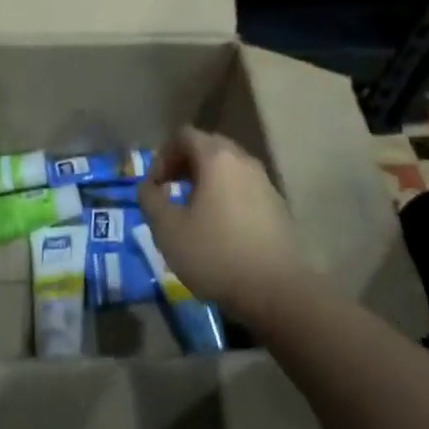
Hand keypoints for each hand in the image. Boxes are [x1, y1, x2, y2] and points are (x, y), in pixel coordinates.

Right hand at [138, 126, 310, 321]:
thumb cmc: (217, 254)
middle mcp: (243, 161)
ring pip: (228, 169)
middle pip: (208, 147)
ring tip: (194, 212)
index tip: (156, 187)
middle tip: (171, 192)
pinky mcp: (278, 207)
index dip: (163, 156)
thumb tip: (148, 187)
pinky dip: (227, 197)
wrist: (280, 293)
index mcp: (217, 158)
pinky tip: (221, 230)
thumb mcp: (168, 230)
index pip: (184, 135)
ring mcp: (265, 183)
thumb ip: (150, 200)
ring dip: (206, 182)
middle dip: (184, 165)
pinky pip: (244, 189)